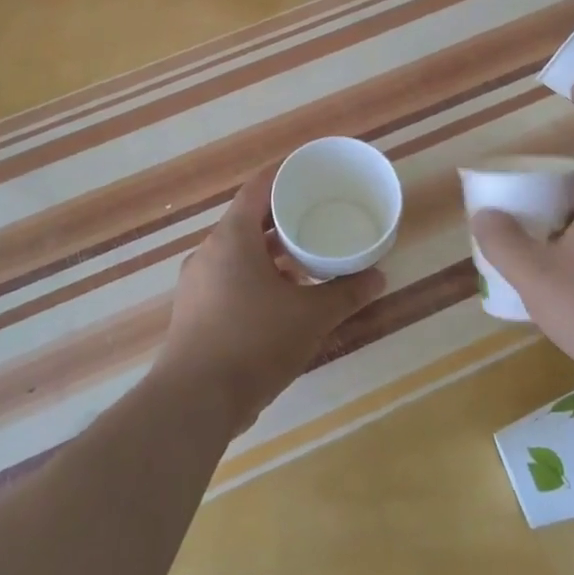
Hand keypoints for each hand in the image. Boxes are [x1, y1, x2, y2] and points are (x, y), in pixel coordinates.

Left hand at [156, 166, 385, 434]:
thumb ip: (346, 293)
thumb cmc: (254, 342)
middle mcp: (209, 252)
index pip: (258, 188)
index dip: (284, 175)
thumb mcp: (311, 316)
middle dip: (283, 217)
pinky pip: (229, 278)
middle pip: (248, 219)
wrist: (195, 401)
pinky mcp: (194, 312)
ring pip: (238, 252)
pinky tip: (281, 299)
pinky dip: (256, 277)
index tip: (310, 172)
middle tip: (318, 216)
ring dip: (270, 252)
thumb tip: (379, 276)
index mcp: (232, 237)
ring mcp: (197, 283)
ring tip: (306, 259)